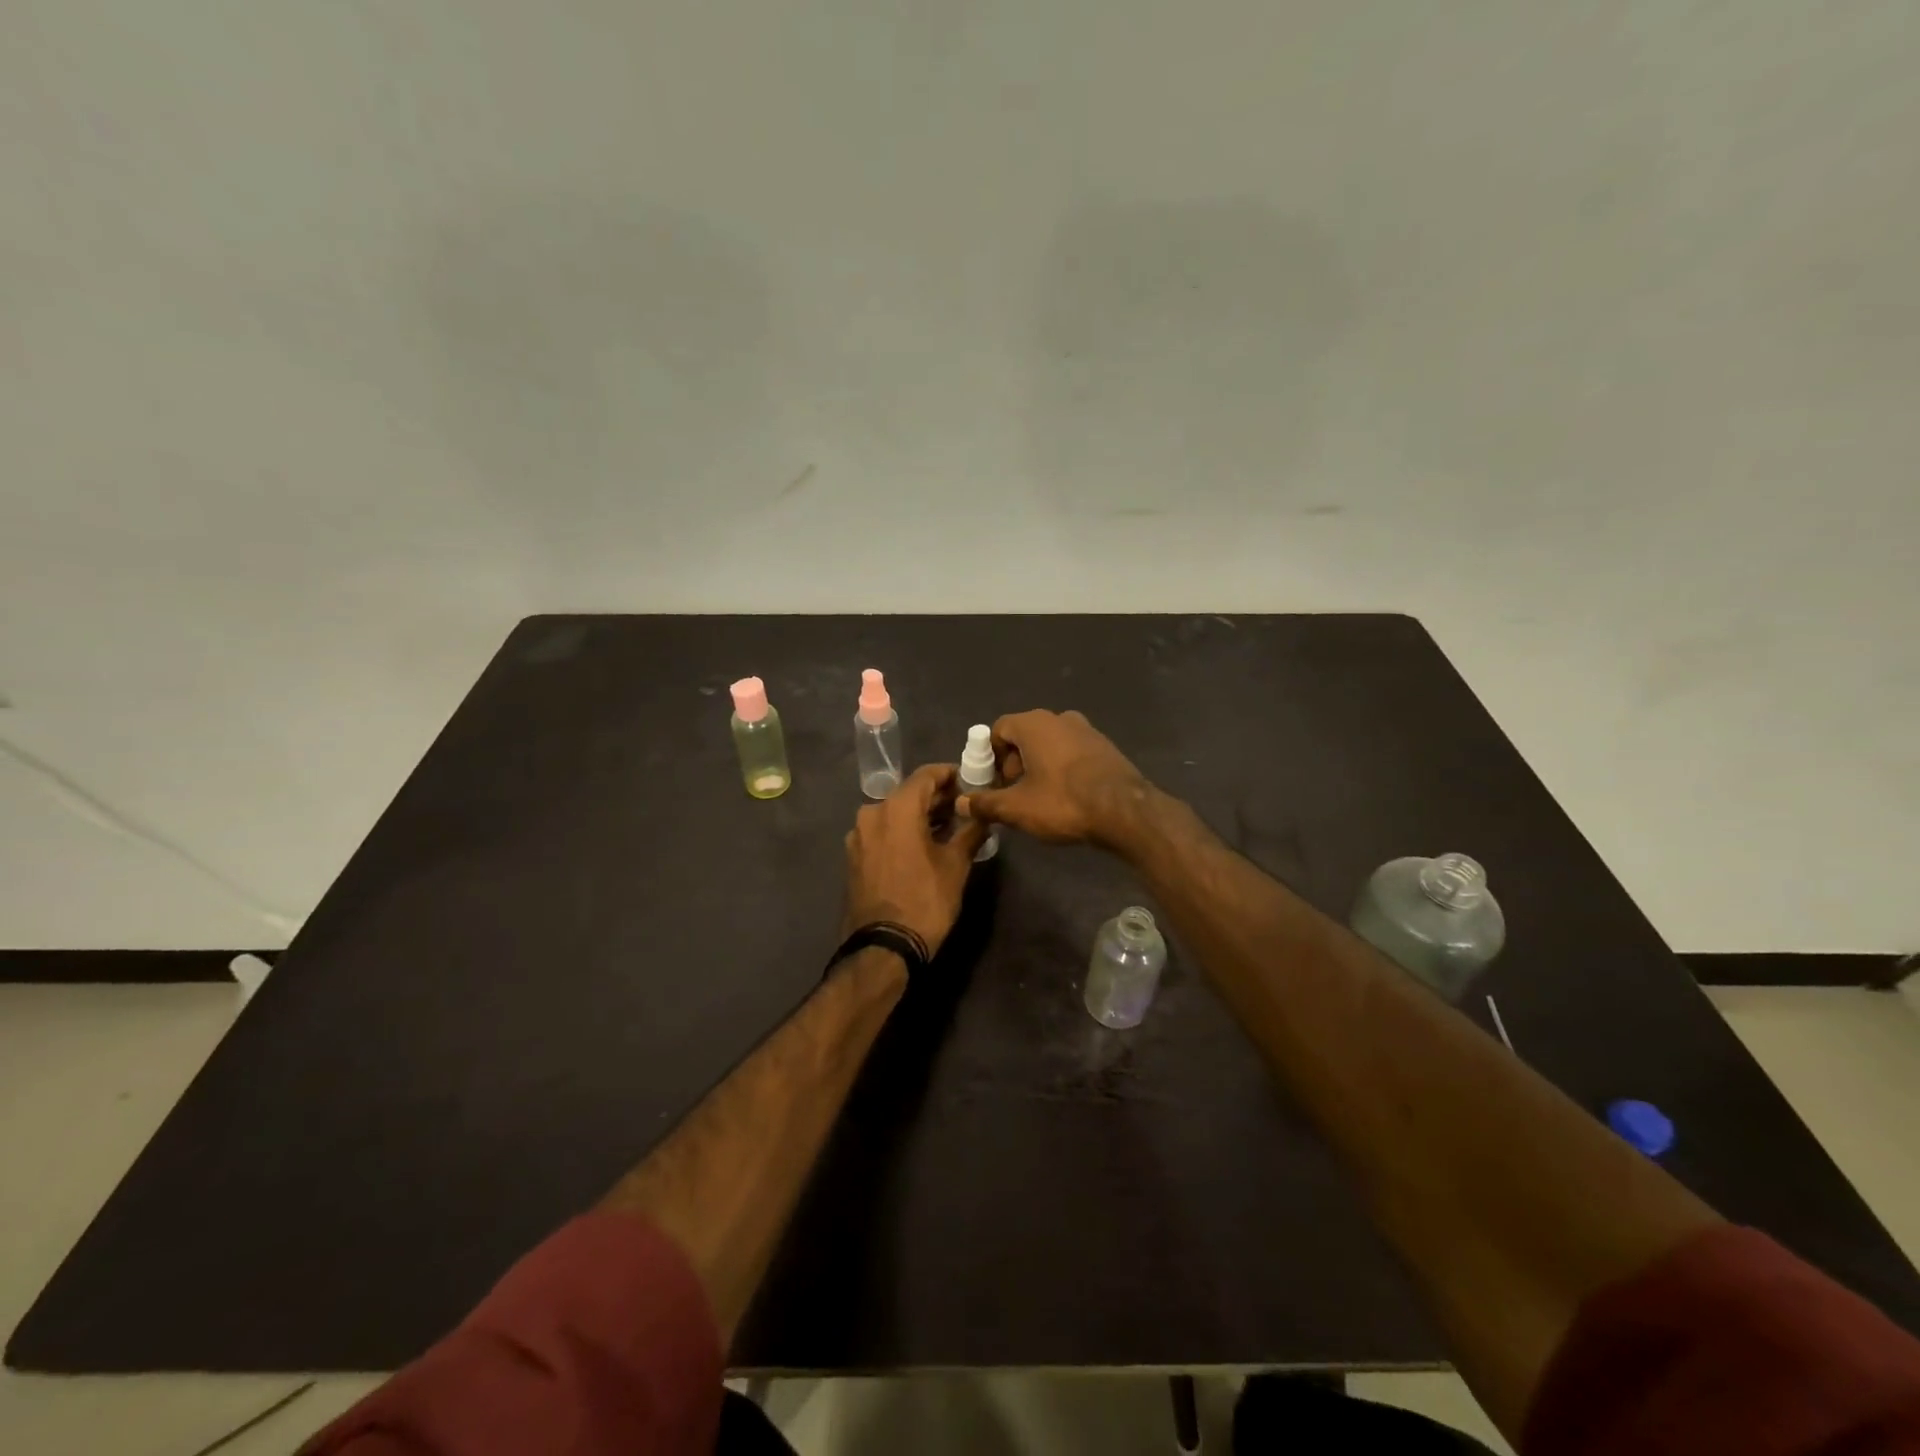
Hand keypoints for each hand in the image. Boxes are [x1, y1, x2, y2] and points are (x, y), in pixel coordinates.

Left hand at [842, 763, 989, 954]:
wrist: (883, 947)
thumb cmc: (925, 901)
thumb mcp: (956, 865)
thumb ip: (971, 831)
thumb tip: (984, 815)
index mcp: (896, 808)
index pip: (927, 775)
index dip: (951, 775)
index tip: (971, 781)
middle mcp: (872, 813)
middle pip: (909, 793)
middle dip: (937, 798)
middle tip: (965, 807)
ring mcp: (859, 835)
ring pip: (895, 813)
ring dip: (920, 816)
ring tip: (948, 828)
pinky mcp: (854, 856)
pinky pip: (883, 832)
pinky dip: (903, 831)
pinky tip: (923, 845)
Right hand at [956, 710, 1149, 849]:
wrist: (1125, 811)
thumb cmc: (1064, 802)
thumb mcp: (1017, 808)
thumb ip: (986, 803)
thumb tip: (961, 802)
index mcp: (1034, 724)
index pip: (999, 729)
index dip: (990, 757)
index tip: (993, 783)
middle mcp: (1059, 718)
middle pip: (1024, 736)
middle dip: (1014, 763)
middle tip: (1014, 794)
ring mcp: (1086, 730)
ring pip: (1050, 744)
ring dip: (1039, 766)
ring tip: (1040, 798)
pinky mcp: (1105, 746)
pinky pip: (1072, 752)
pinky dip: (1062, 768)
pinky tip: (1067, 796)